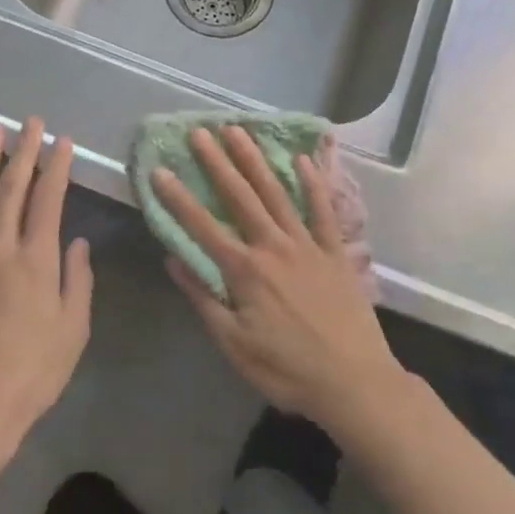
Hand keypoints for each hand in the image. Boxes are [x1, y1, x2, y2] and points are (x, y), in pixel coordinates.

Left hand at [0, 118, 92, 488]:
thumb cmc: (32, 375)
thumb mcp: (74, 330)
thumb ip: (78, 280)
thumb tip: (77, 242)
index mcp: (36, 261)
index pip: (49, 199)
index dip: (57, 167)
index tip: (63, 141)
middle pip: (12, 190)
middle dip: (23, 152)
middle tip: (31, 123)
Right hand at [152, 126, 403, 435]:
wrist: (354, 382)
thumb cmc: (287, 370)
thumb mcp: (234, 345)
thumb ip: (204, 299)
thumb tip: (173, 260)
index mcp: (245, 271)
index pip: (202, 227)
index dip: (178, 198)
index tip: (160, 170)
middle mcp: (274, 247)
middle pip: (240, 197)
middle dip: (217, 163)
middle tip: (200, 131)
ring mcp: (308, 245)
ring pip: (277, 194)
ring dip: (256, 161)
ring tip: (240, 131)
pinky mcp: (336, 252)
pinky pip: (323, 211)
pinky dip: (313, 184)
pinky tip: (303, 160)